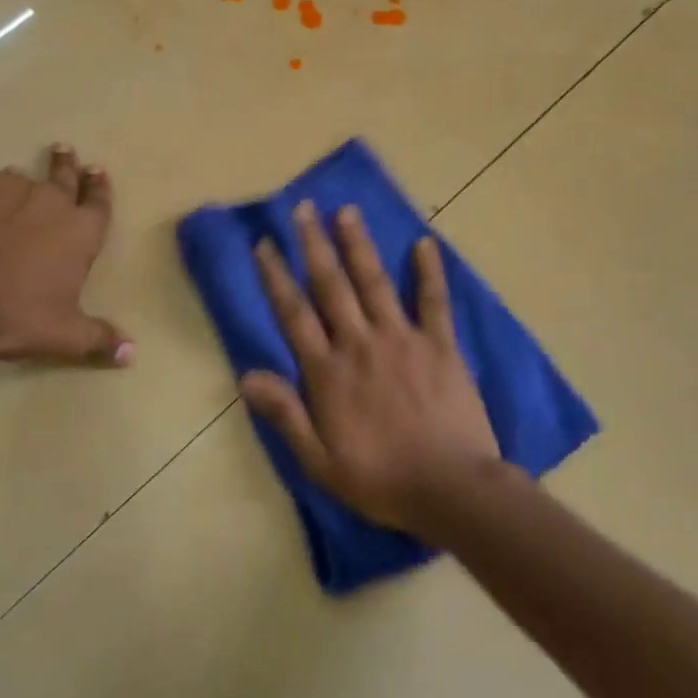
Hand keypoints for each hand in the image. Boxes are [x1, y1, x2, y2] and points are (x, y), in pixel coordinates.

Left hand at [0, 145, 131, 366]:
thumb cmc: (18, 315)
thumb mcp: (65, 335)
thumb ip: (100, 338)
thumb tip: (131, 354)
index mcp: (80, 230)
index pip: (98, 200)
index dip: (99, 186)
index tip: (97, 172)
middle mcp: (50, 201)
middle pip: (64, 174)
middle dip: (68, 164)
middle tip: (65, 152)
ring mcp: (8, 192)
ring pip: (21, 179)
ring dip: (24, 184)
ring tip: (18, 188)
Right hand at [240, 200, 501, 538]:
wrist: (452, 489)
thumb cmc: (380, 479)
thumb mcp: (318, 460)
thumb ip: (284, 414)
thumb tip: (246, 375)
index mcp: (328, 371)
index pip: (294, 313)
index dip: (276, 276)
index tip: (264, 244)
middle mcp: (360, 343)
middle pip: (331, 285)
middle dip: (314, 244)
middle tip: (303, 208)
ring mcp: (403, 339)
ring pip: (375, 282)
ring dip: (359, 244)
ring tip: (347, 211)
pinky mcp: (440, 345)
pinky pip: (434, 301)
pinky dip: (429, 272)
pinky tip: (424, 243)